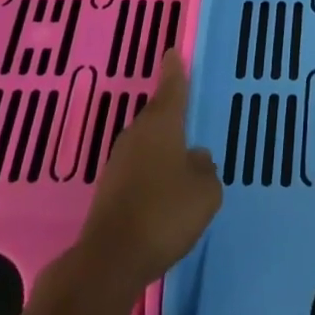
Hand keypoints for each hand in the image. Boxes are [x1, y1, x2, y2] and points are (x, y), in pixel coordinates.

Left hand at [78, 52, 221, 296]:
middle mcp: (137, 135)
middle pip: (157, 115)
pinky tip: (164, 188)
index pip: (171, 87)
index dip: (175, 70)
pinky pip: (138, 168)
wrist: (110, 261)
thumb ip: (205, 169)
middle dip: (171, 112)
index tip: (173, 52)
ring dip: (162, 145)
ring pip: (146, 143)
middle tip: (188, 109)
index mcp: (161, 125)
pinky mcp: (109, 190)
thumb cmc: (164, 213)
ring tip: (182, 154)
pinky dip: (151, 170)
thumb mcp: (205, 191)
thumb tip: (195, 159)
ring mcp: (119, 163)